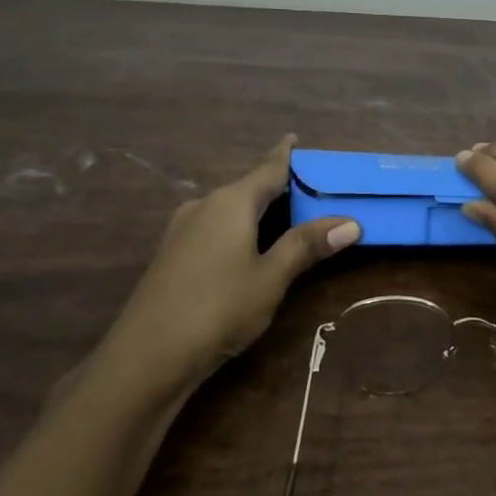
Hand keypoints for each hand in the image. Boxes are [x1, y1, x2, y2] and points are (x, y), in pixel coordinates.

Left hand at [115, 137, 360, 381]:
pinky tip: (248, 247)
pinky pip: (214, 229)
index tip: (294, 137)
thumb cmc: (218, 308)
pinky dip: (238, 229)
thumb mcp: (271, 277)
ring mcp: (183, 231)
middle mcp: (204, 206)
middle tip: (308, 187)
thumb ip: (306, 245)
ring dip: (257, 211)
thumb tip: (350, 222)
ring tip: (286, 215)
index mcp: (230, 202)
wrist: (146, 357)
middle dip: (276, 187)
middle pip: (248, 188)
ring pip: (229, 211)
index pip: (267, 169)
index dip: (285, 155)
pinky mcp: (172, 256)